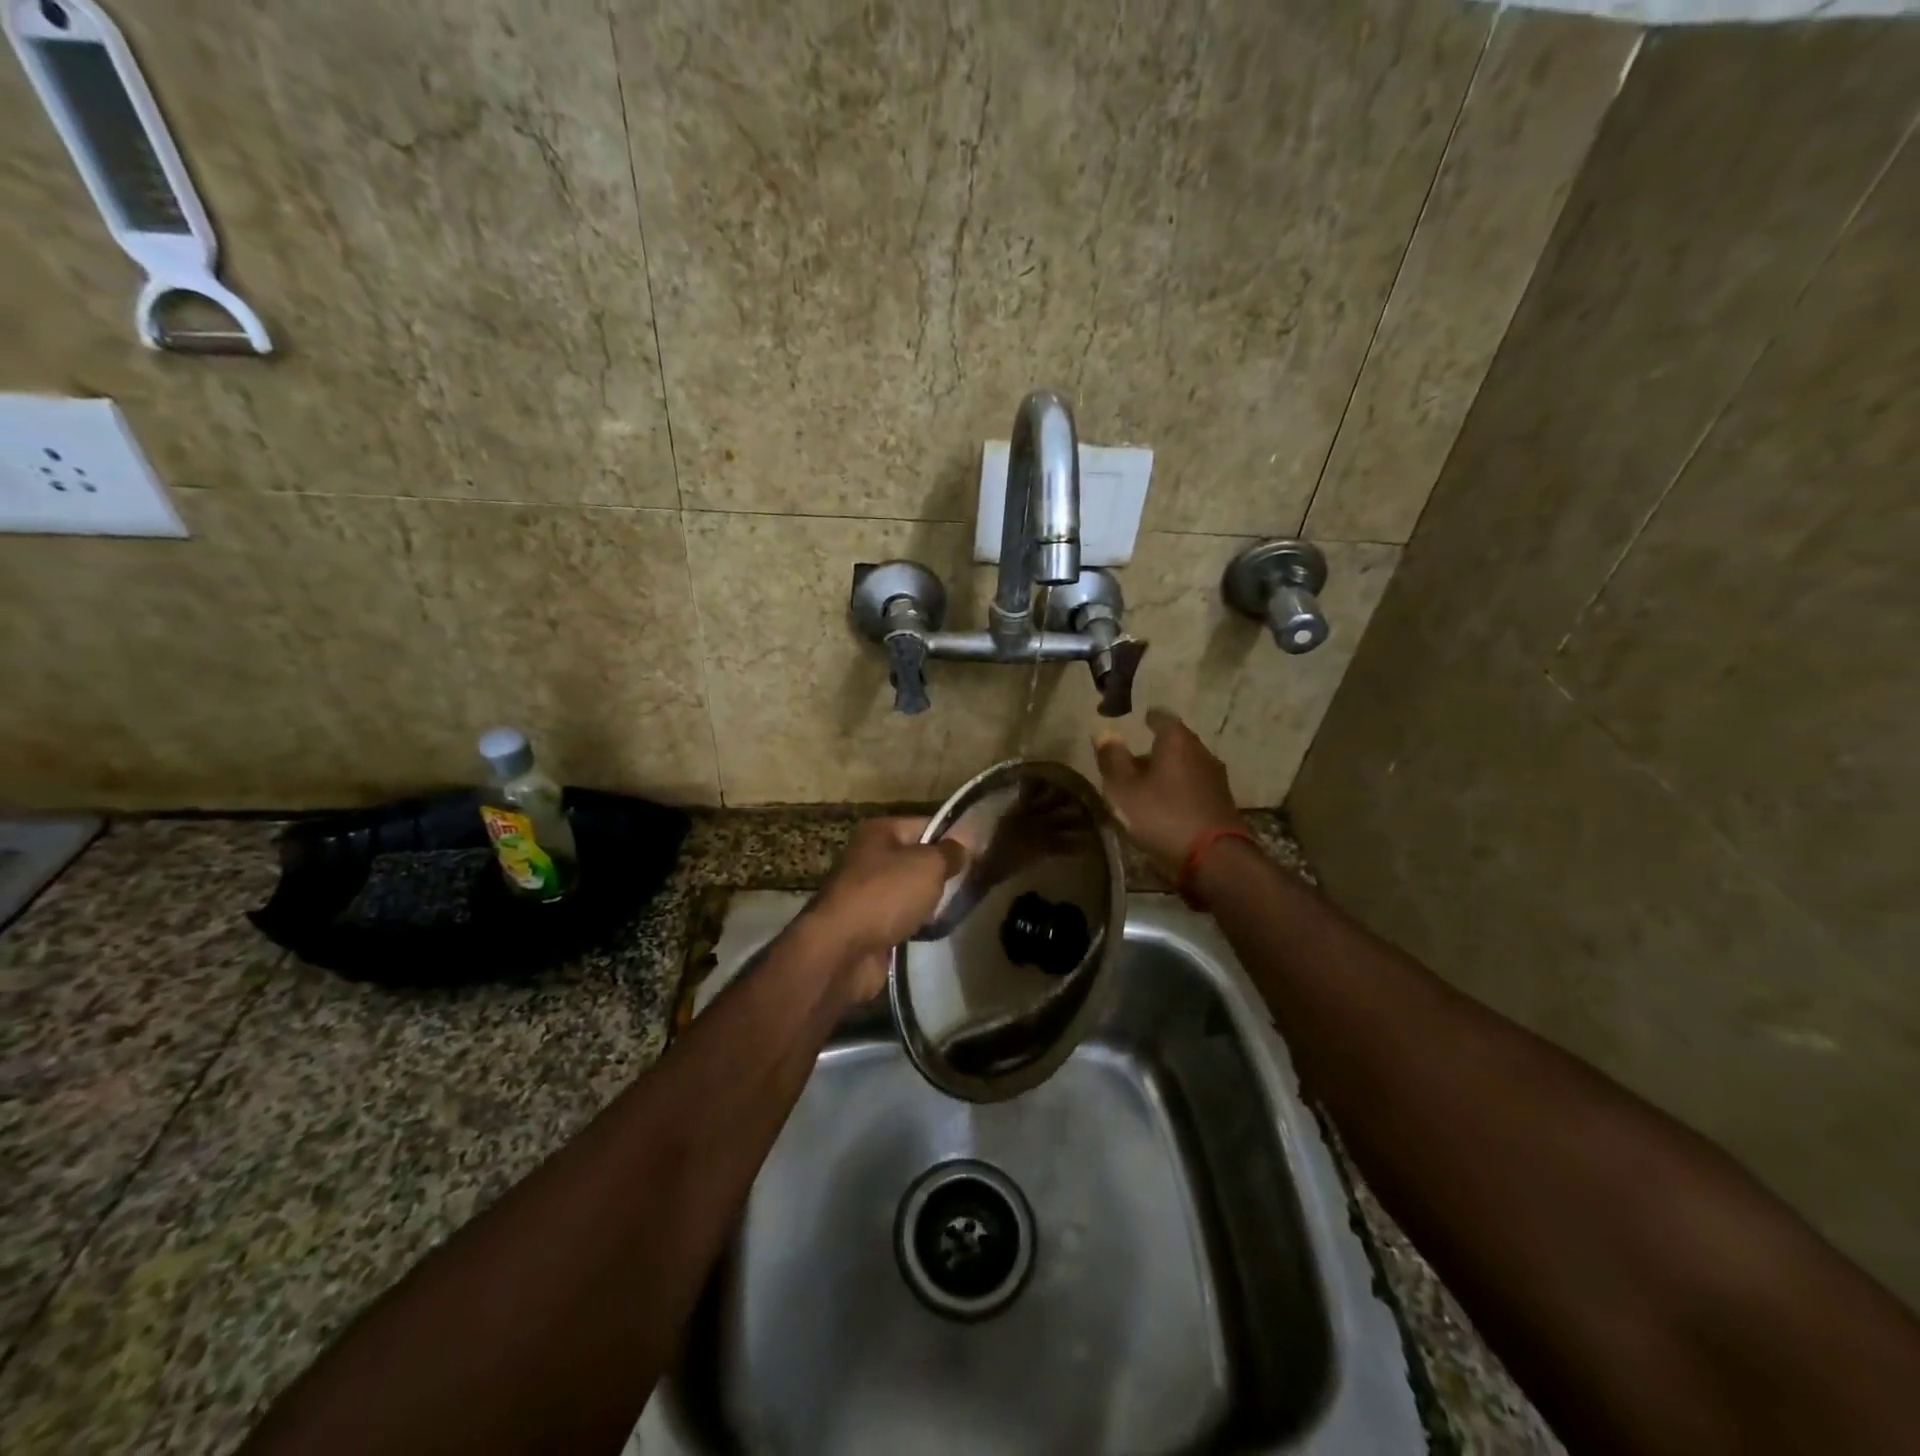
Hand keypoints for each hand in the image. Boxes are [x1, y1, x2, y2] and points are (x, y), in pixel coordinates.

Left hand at [808, 817, 965, 997]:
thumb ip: (950, 853)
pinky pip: (901, 918)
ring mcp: (866, 893)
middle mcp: (869, 858)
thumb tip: (962, 848)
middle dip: (942, 872)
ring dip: (929, 901)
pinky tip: (936, 929)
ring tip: (960, 906)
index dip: (953, 836)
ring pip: (909, 891)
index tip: (980, 852)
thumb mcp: (928, 865)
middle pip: (916, 859)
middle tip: (975, 882)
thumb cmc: (885, 895)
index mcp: (879, 832)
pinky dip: (916, 923)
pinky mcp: (867, 926)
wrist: (842, 950)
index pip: (925, 824)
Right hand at [1093, 708, 1248, 879]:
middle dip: (1157, 749)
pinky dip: (1180, 791)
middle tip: (1135, 759)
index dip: (1149, 718)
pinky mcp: (1223, 804)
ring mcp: (1216, 779)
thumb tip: (1104, 734)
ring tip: (1148, 785)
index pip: (1163, 718)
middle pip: (1177, 743)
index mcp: (1177, 742)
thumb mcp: (1124, 789)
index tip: (1140, 720)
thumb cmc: (1162, 816)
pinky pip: (1195, 788)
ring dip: (1169, 772)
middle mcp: (1202, 753)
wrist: (1214, 860)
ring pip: (1187, 766)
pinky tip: (1168, 806)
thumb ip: (1112, 759)